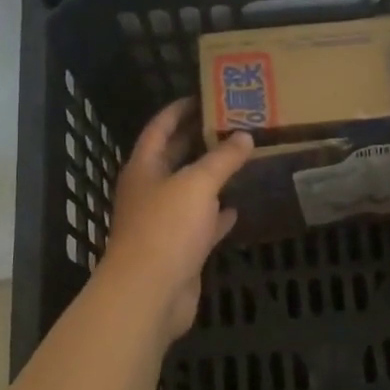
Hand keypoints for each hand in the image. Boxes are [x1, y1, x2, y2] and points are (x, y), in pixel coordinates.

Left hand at [96, 99, 254, 348]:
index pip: (159, 128)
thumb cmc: (166, 228)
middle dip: (199, 140)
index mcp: (144, 168)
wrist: (150, 293)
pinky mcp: (180, 249)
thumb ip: (222, 159)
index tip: (203, 95)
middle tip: (233, 123)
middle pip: (175, 157)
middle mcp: (150, 191)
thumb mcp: (197, 184)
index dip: (178, 109)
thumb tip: (245, 136)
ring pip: (190, 191)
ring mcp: (164, 222)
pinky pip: (202, 224)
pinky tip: (239, 205)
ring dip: (212, 176)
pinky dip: (218, 214)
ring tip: (242, 158)